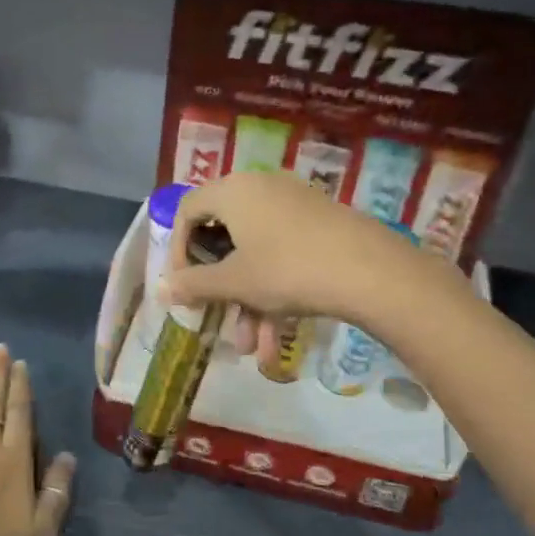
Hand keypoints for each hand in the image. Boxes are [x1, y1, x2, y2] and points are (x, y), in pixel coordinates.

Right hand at [160, 172, 426, 358]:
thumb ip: (193, 285)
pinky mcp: (320, 224)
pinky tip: (276, 339)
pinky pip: (283, 255)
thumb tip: (162, 289)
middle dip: (220, 289)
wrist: (372, 272)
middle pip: (224, 237)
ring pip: (256, 255)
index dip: (178, 249)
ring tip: (251, 347)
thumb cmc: (287, 269)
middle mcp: (261, 188)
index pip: (188, 210)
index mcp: (234, 190)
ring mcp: (294, 205)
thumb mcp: (234, 282)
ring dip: (248, 302)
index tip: (183, 285)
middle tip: (215, 318)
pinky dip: (275, 293)